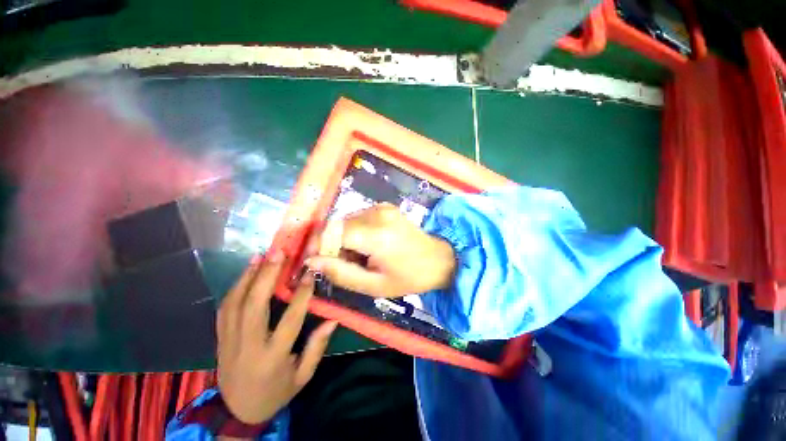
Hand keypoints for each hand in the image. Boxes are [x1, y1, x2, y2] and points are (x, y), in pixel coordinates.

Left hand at [217, 251, 337, 426]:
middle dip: (267, 275)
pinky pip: (224, 308)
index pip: (289, 320)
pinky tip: (246, 272)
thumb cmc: (276, 393)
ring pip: (235, 303)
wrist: (237, 412)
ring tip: (261, 255)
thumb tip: (333, 319)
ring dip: (248, 276)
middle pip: (254, 306)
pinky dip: (235, 287)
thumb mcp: (302, 376)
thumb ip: (317, 347)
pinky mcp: (219, 338)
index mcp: (272, 357)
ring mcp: (229, 341)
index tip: (309, 273)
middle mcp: (248, 346)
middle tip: (279, 252)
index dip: (301, 294)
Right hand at [305, 203, 455, 297]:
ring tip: (360, 257)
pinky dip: (355, 232)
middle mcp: (377, 214)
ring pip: (346, 221)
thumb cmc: (409, 277)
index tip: (313, 261)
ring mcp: (381, 207)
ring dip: (344, 239)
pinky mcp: (384, 206)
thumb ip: (341, 273)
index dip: (317, 245)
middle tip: (346, 265)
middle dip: (333, 246)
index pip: (332, 232)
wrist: (438, 259)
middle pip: (338, 225)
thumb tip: (311, 261)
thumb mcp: (374, 285)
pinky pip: (358, 218)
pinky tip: (368, 245)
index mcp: (376, 235)